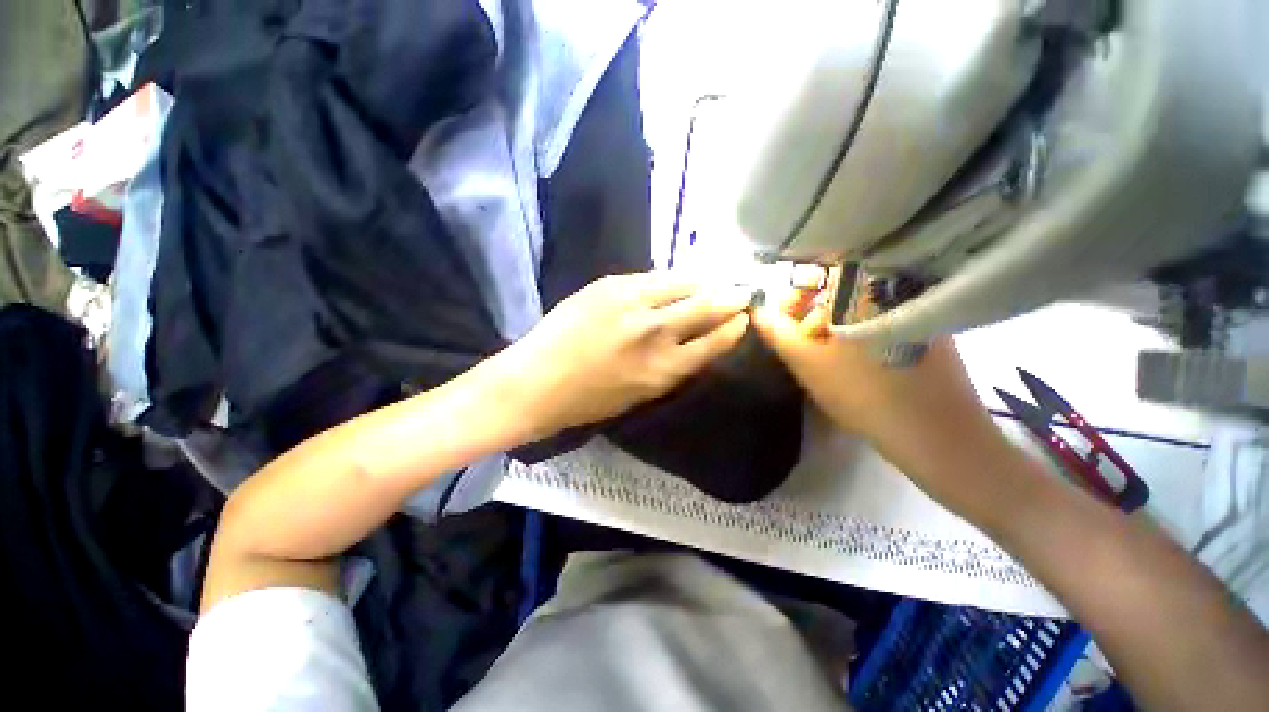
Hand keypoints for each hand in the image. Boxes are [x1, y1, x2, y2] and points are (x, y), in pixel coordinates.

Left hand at [498, 272, 751, 438]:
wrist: (537, 381)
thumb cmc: (589, 400)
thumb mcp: (641, 394)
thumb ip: (673, 367)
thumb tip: (697, 342)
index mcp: (664, 370)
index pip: (714, 342)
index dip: (733, 328)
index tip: (743, 318)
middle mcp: (655, 333)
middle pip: (706, 307)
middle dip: (730, 298)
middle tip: (741, 291)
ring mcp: (632, 303)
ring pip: (682, 283)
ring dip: (703, 282)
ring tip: (714, 280)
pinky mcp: (610, 284)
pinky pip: (652, 276)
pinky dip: (670, 278)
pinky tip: (676, 279)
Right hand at [751, 287, 1012, 508]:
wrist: (939, 438)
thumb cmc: (865, 394)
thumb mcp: (807, 362)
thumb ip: (775, 331)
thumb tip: (757, 310)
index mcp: (869, 286)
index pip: (821, 268)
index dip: (795, 291)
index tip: (782, 317)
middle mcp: (897, 285)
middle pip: (840, 286)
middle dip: (810, 311)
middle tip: (798, 342)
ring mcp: (917, 307)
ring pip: (859, 304)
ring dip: (832, 324)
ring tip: (822, 355)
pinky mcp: (928, 328)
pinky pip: (880, 318)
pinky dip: (857, 332)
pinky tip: (850, 359)